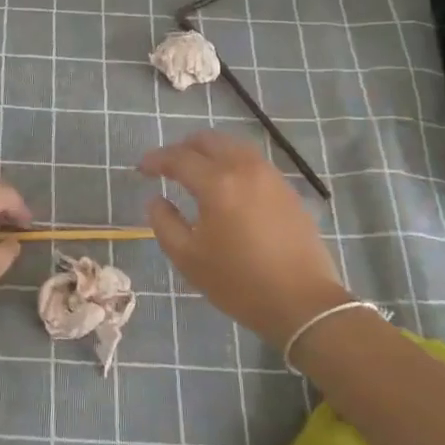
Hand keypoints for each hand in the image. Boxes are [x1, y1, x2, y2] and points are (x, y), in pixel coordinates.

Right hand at [141, 131, 349, 347]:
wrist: (303, 304)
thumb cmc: (239, 283)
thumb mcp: (188, 258)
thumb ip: (164, 223)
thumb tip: (156, 199)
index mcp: (217, 184)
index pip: (178, 158)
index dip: (155, 160)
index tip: (141, 169)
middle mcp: (245, 169)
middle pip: (209, 140)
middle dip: (183, 148)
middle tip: (167, 166)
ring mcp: (271, 176)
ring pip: (234, 146)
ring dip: (210, 152)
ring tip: (197, 171)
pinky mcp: (288, 190)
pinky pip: (253, 162)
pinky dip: (232, 163)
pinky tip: (228, 186)